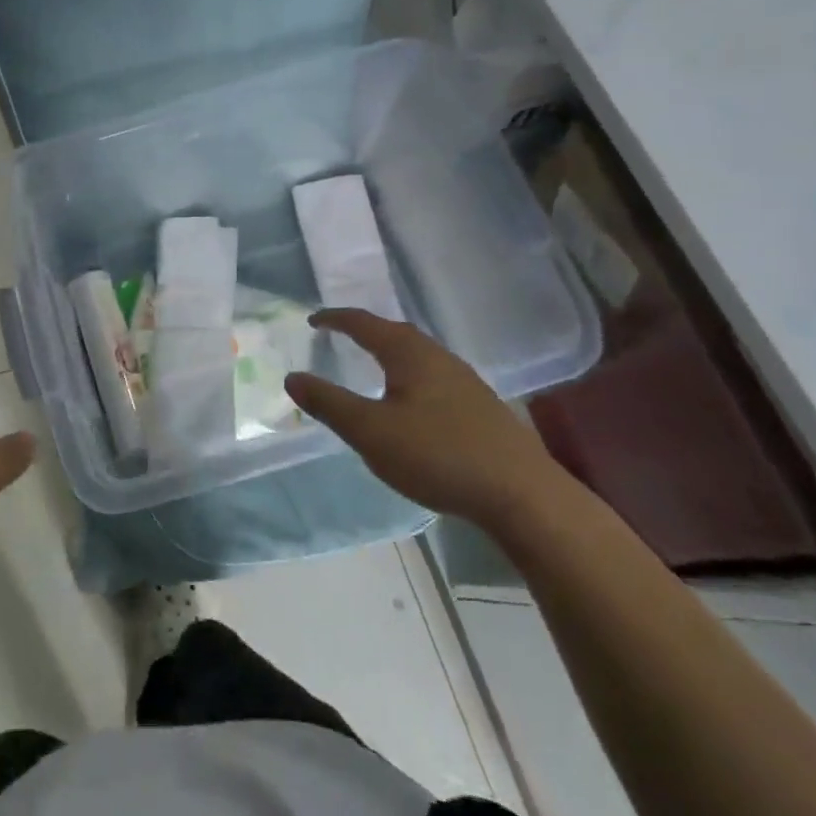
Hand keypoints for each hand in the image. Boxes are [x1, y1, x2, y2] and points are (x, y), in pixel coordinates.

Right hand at [284, 308, 563, 528]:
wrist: (523, 496)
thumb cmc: (438, 455)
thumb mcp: (370, 431)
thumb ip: (329, 403)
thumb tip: (292, 377)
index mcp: (410, 354)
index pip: (365, 324)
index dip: (336, 319)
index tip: (313, 320)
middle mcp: (439, 358)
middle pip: (396, 333)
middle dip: (365, 331)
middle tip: (340, 336)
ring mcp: (466, 382)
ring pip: (419, 355)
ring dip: (390, 353)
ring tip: (372, 364)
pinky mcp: (481, 408)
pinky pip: (434, 376)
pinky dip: (410, 375)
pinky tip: (411, 401)